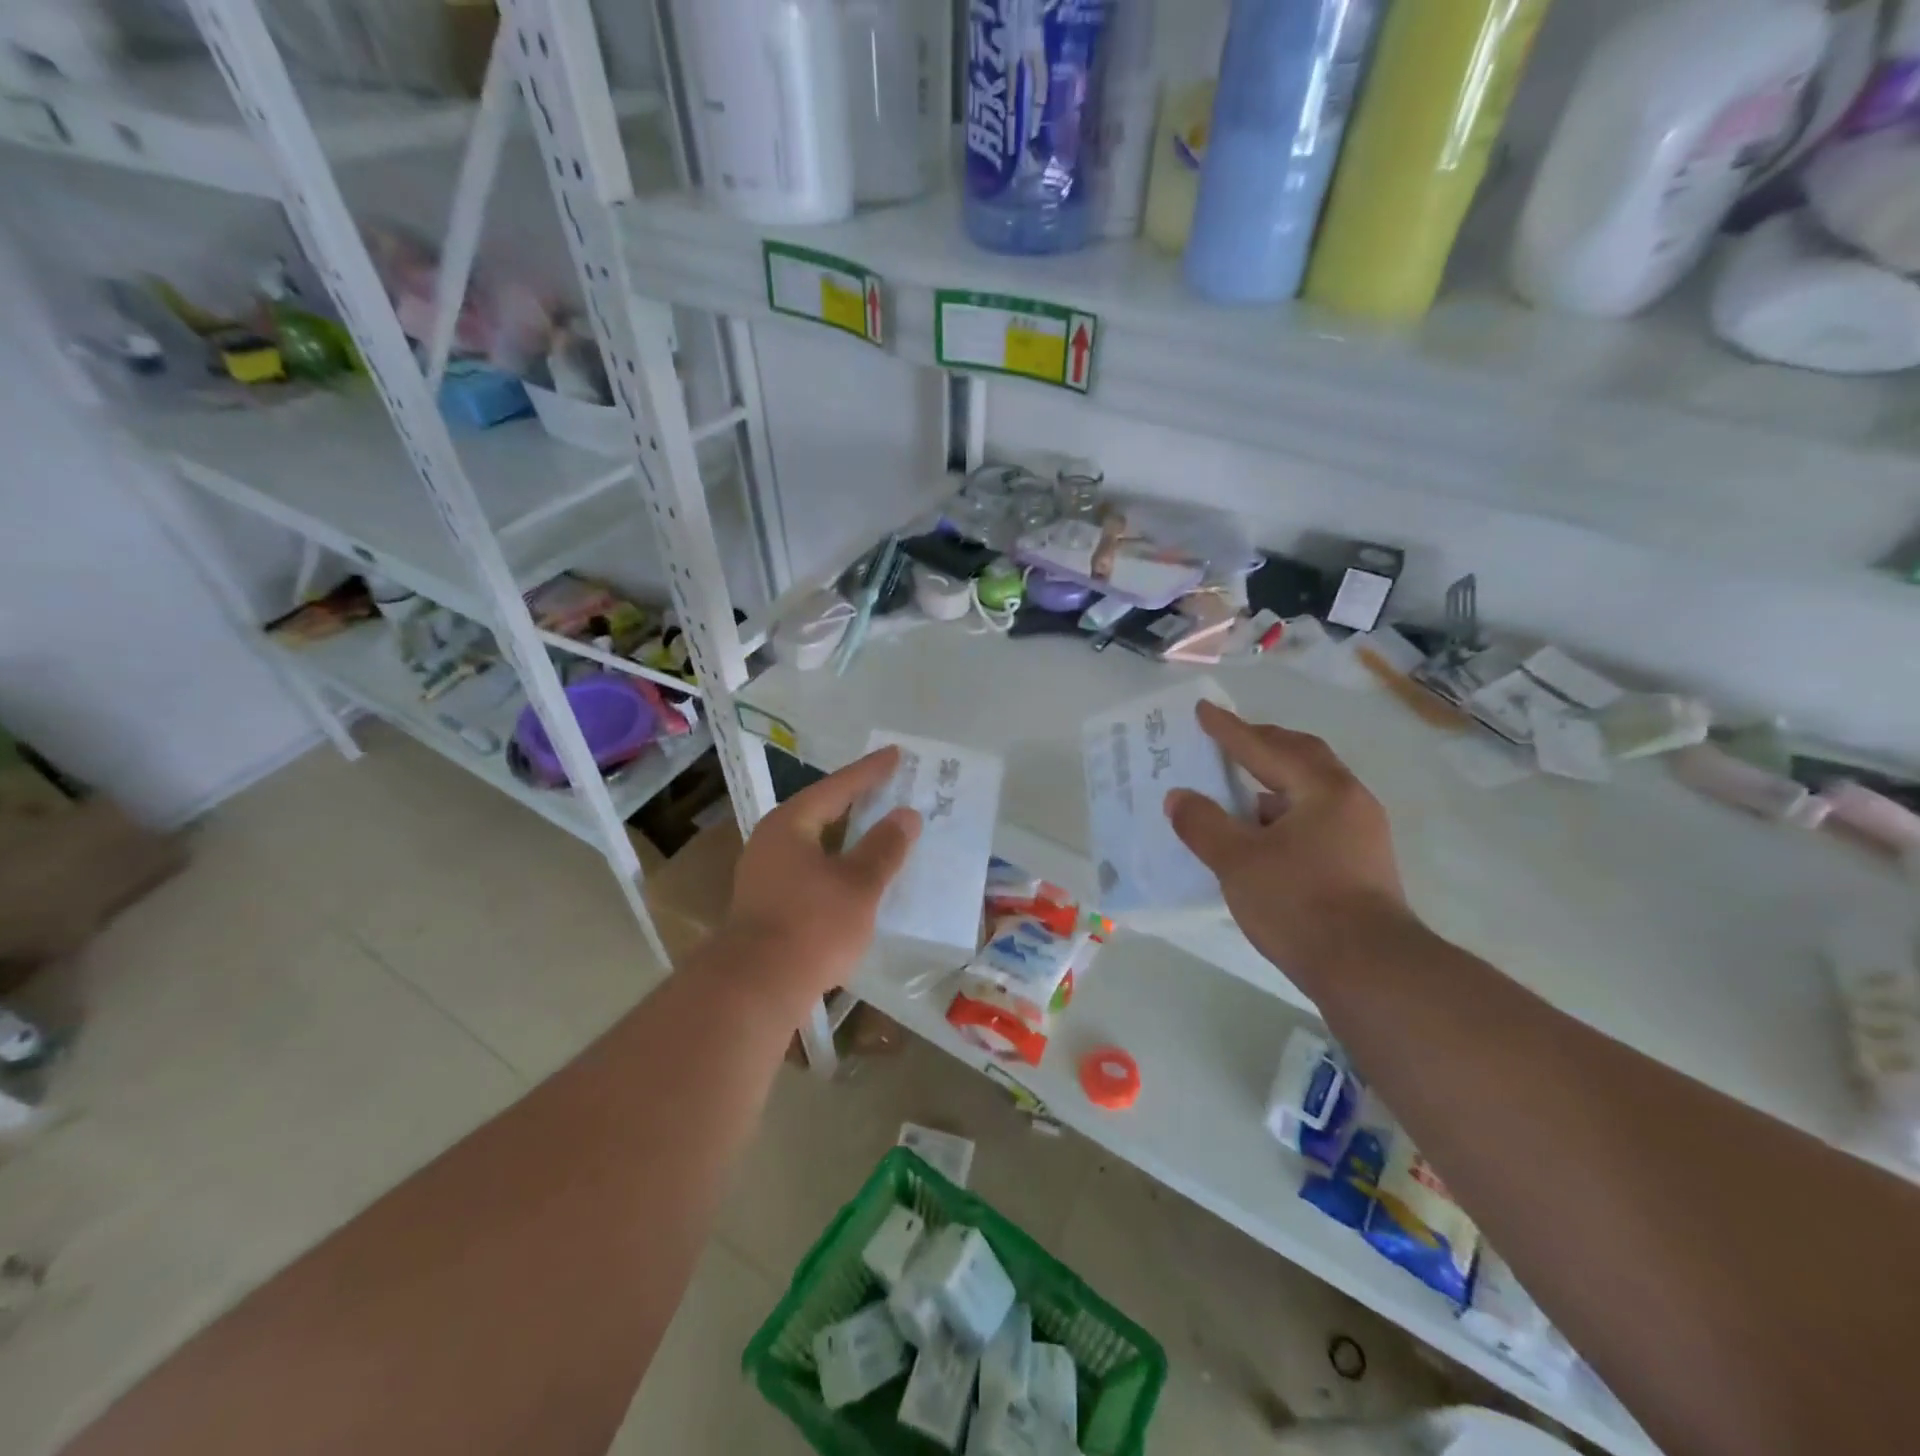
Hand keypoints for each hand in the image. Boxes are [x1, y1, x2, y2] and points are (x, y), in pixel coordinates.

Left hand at [721, 747, 921, 1013]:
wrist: (755, 988)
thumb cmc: (812, 925)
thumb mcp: (859, 884)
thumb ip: (884, 847)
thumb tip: (906, 816)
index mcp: (790, 824)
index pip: (837, 787)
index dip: (870, 771)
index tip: (896, 754)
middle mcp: (771, 841)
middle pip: (821, 811)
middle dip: (857, 801)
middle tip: (889, 788)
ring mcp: (764, 873)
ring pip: (815, 842)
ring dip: (847, 836)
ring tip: (878, 829)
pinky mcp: (767, 904)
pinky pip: (810, 868)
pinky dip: (837, 863)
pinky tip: (855, 875)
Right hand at [1164, 701, 1413, 978]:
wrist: (1371, 971)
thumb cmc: (1299, 904)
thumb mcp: (1238, 862)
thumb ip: (1203, 824)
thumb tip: (1179, 797)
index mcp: (1322, 789)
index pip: (1266, 749)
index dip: (1229, 730)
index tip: (1204, 711)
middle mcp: (1349, 801)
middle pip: (1301, 758)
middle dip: (1263, 744)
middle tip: (1230, 738)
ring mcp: (1361, 833)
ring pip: (1312, 790)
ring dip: (1275, 781)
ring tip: (1240, 789)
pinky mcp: (1361, 864)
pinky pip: (1316, 818)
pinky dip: (1285, 813)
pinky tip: (1263, 835)